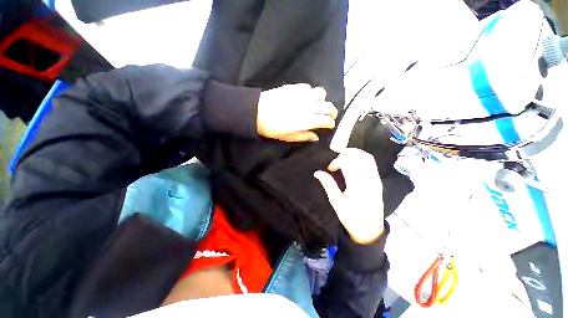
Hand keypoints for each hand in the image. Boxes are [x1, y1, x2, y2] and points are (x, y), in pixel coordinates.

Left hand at [257, 84, 337, 141]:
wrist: (257, 112)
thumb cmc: (272, 128)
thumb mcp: (288, 137)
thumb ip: (304, 136)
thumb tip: (316, 137)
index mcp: (307, 120)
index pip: (326, 120)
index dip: (330, 123)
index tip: (330, 125)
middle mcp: (308, 106)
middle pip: (328, 106)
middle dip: (332, 111)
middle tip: (330, 115)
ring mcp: (302, 95)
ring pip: (321, 93)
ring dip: (323, 100)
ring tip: (319, 105)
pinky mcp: (295, 87)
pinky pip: (309, 88)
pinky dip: (311, 93)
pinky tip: (306, 98)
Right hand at [314, 148, 384, 244]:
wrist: (369, 230)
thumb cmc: (350, 217)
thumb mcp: (336, 202)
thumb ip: (328, 184)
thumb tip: (317, 173)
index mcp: (357, 186)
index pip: (348, 163)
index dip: (337, 161)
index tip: (330, 168)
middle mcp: (368, 180)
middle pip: (359, 156)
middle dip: (345, 154)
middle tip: (336, 162)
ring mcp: (375, 180)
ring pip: (367, 157)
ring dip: (353, 154)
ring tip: (343, 161)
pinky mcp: (378, 181)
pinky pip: (371, 163)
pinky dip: (361, 158)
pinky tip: (353, 165)